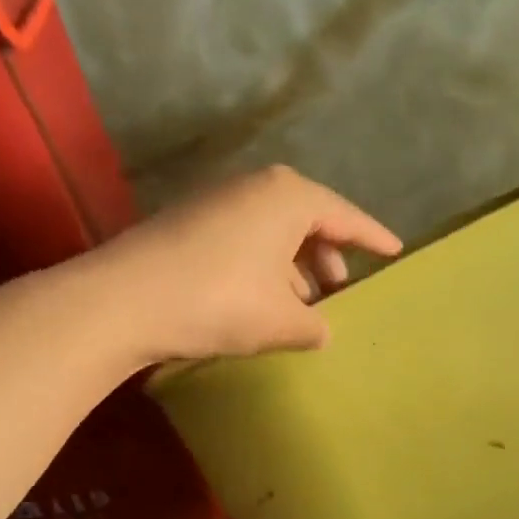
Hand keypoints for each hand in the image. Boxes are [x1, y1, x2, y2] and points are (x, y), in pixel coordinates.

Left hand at [98, 166, 401, 362]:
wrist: (123, 301)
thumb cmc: (220, 302)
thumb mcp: (280, 321)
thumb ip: (312, 326)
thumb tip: (321, 330)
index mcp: (288, 197)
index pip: (345, 216)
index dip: (373, 237)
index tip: (396, 251)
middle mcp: (255, 188)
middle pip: (308, 219)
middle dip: (328, 255)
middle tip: (342, 289)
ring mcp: (217, 202)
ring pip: (274, 232)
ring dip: (293, 267)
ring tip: (303, 305)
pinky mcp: (189, 224)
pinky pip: (246, 241)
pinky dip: (263, 267)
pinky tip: (262, 301)